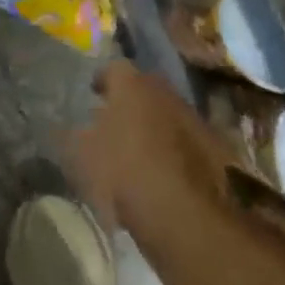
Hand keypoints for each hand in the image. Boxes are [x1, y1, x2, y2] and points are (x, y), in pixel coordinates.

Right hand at [70, 60, 232, 251]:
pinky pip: (184, 138)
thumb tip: (71, 127)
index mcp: (131, 84)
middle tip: (114, 121)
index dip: (102, 81)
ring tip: (138, 149)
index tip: (93, 94)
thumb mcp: (83, 158)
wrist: (186, 216)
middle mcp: (164, 90)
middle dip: (129, 101)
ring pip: (165, 111)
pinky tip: (162, 170)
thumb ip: (73, 136)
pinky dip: (172, 147)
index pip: (113, 68)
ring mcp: (191, 116)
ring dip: (152, 123)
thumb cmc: (124, 175)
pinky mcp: (213, 145)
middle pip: (142, 87)